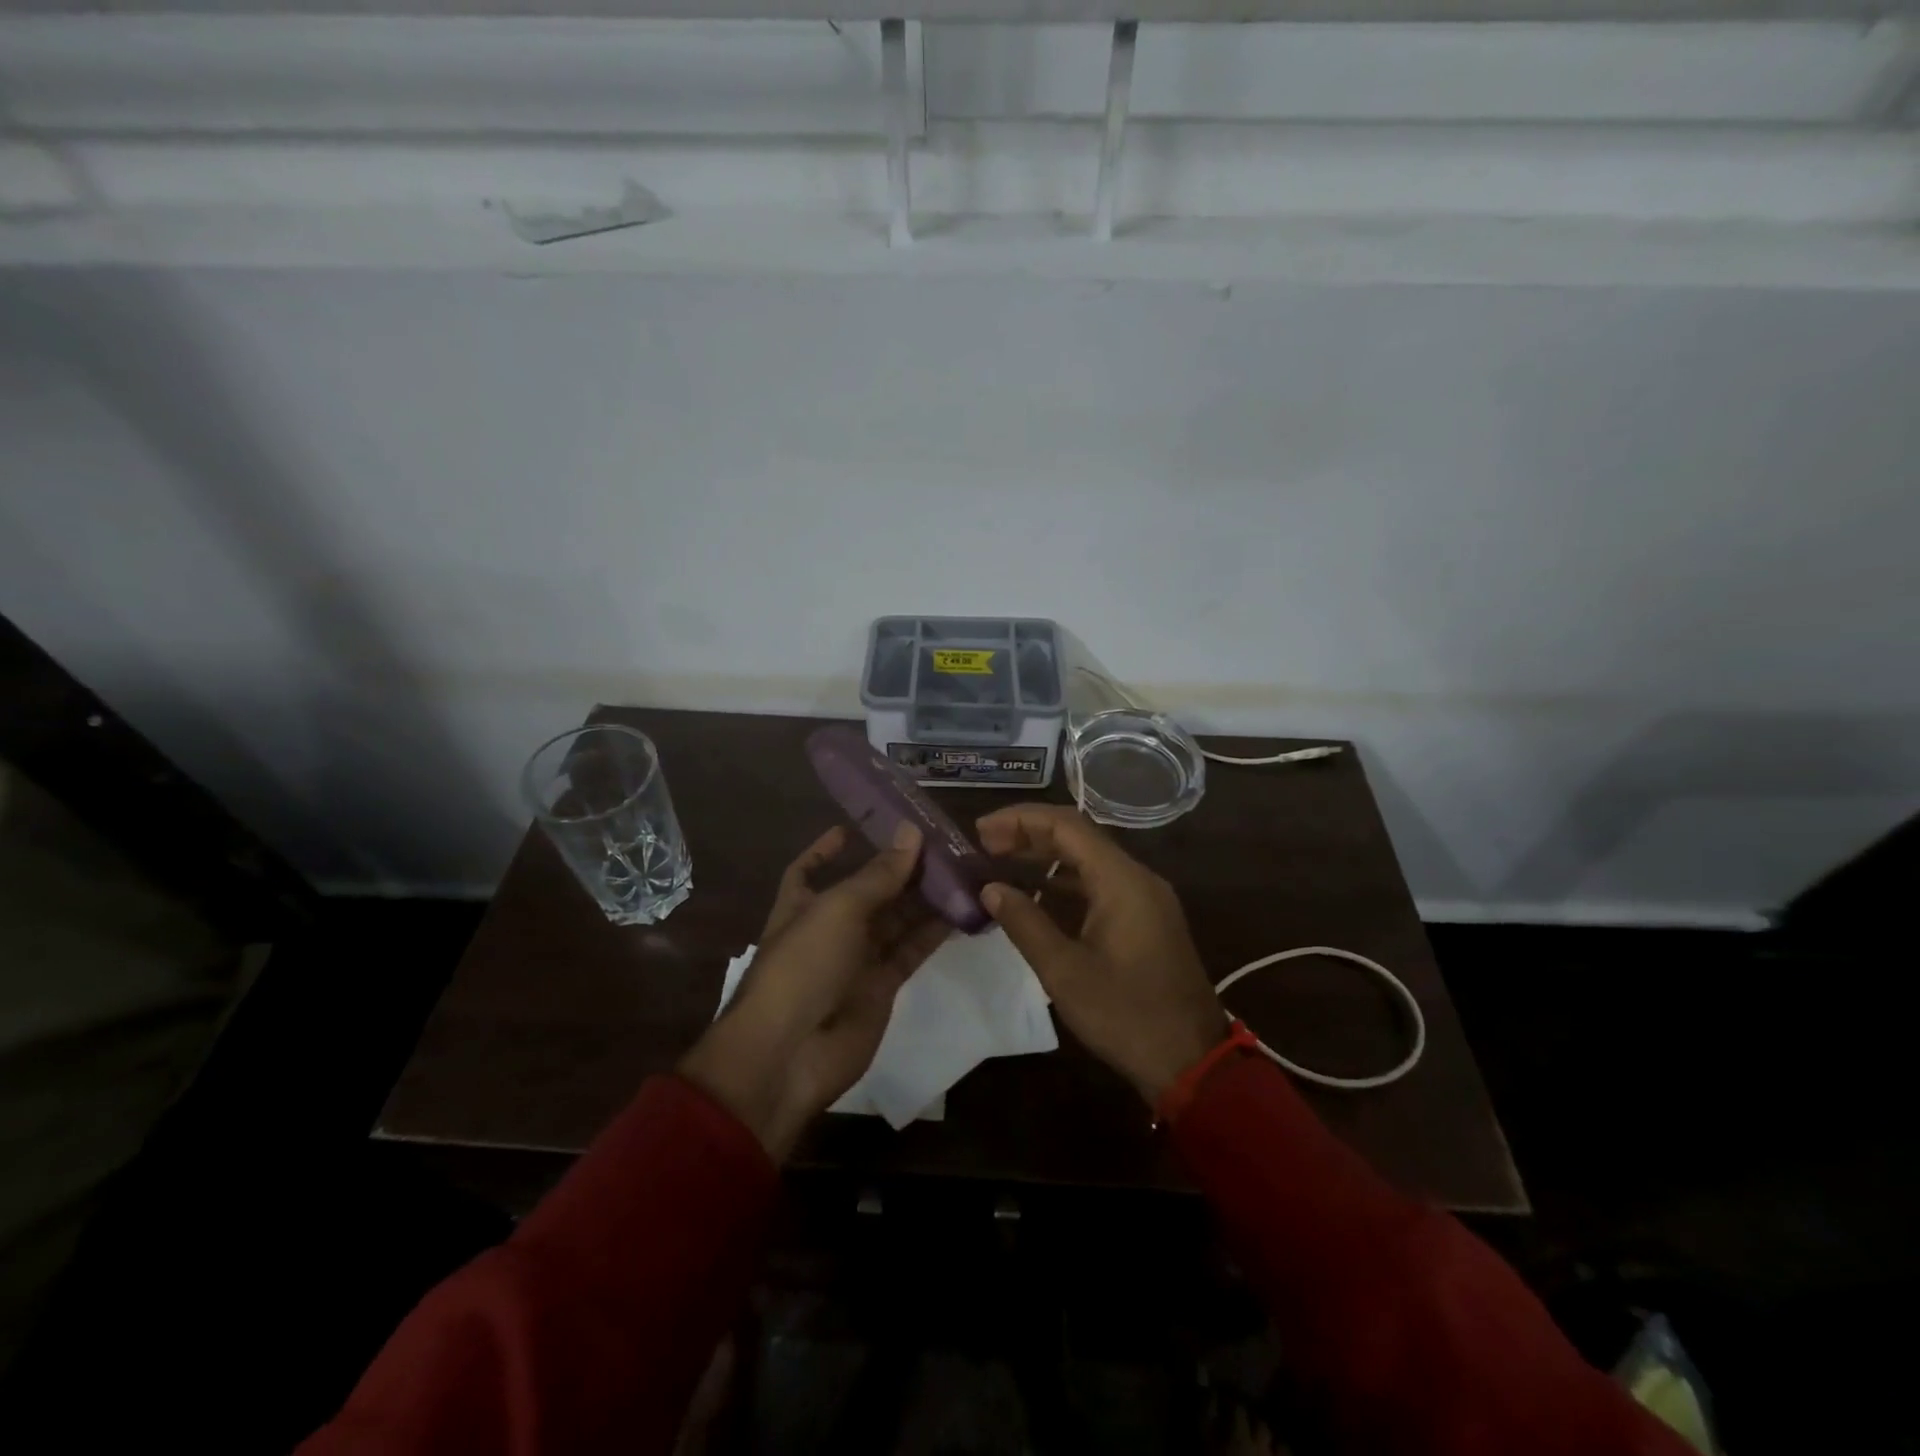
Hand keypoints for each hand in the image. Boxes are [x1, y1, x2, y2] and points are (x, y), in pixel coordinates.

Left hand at [679, 823, 947, 1160]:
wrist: (791, 1054)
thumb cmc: (803, 965)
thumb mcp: (839, 909)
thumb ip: (879, 874)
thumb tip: (911, 831)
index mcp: (802, 905)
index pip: (810, 869)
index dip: (827, 849)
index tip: (856, 827)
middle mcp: (829, 929)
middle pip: (868, 891)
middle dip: (898, 868)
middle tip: (940, 843)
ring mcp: (856, 960)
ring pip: (895, 920)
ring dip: (924, 897)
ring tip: (960, 869)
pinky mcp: (882, 987)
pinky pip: (911, 951)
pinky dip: (934, 933)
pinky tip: (962, 910)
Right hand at [976, 803, 1225, 1105]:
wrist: (1192, 1061)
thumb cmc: (1126, 1016)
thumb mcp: (1065, 972)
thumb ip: (1025, 923)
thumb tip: (990, 888)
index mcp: (1122, 881)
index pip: (1066, 825)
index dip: (1020, 820)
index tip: (980, 830)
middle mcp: (1137, 878)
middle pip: (1078, 836)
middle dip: (1029, 834)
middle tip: (983, 844)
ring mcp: (1146, 898)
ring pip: (1089, 859)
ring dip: (1046, 856)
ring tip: (1001, 861)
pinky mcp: (1146, 919)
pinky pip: (1101, 884)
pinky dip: (1065, 881)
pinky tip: (1036, 894)